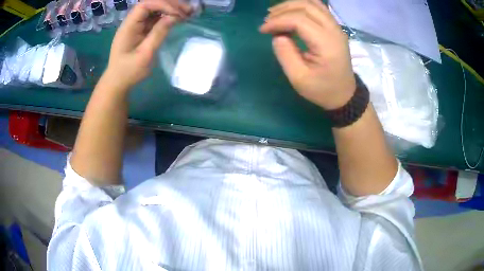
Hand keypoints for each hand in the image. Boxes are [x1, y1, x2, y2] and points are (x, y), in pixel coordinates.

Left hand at [105, 0, 191, 89]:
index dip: (163, 4)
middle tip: (188, 10)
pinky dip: (167, 17)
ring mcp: (137, 26)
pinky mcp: (141, 30)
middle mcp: (132, 22)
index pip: (145, 5)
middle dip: (170, 5)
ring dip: (170, 9)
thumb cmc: (129, 71)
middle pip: (151, 5)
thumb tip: (174, 17)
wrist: (118, 82)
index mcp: (128, 26)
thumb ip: (158, 34)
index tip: (178, 13)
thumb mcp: (145, 54)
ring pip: (155, 10)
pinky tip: (178, 19)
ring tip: (187, 13)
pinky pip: (155, 19)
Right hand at [260, 0, 355, 109]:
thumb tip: (277, 35)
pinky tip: (291, 13)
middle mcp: (334, 30)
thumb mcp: (299, 78)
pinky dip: (302, 7)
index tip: (263, 30)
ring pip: (313, 3)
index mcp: (326, 44)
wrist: (344, 94)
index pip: (299, 20)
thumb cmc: (322, 89)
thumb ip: (285, 54)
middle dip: (282, 10)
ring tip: (276, 14)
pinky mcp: (335, 27)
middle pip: (306, 6)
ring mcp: (336, 27)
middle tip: (267, 20)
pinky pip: (318, 8)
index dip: (277, 21)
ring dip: (292, 5)